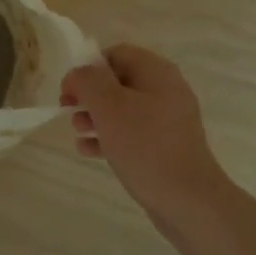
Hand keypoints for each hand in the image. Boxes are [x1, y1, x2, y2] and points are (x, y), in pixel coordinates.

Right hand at [60, 45, 226, 219]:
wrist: (188, 200)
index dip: (88, 66)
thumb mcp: (109, 106)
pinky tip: (88, 150)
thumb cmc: (145, 146)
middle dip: (90, 94)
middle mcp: (166, 91)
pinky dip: (109, 136)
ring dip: (96, 115)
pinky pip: (132, 133)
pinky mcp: (165, 147)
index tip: (69, 88)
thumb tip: (79, 73)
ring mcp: (168, 121)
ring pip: (123, 108)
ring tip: (76, 130)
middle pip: (118, 81)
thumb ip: (88, 81)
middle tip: (67, 109)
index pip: (116, 53)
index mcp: (157, 73)